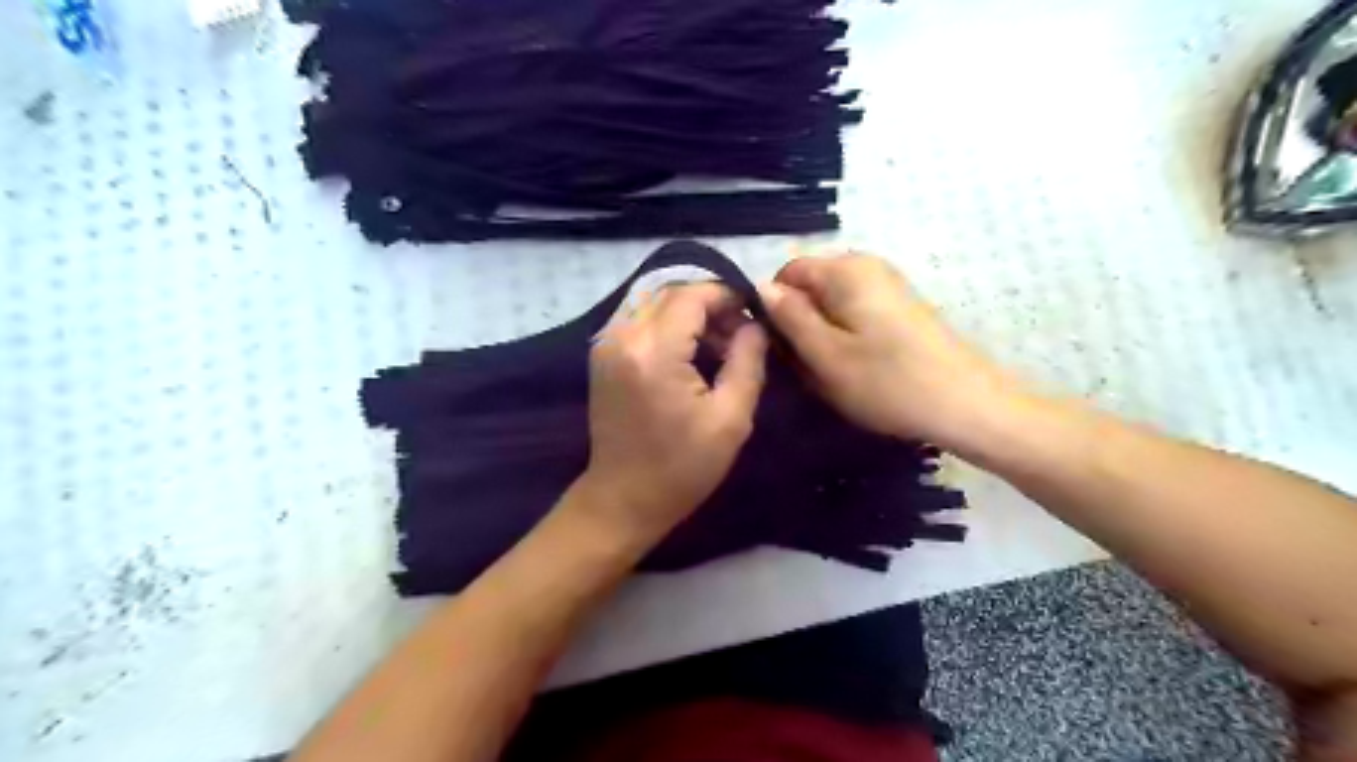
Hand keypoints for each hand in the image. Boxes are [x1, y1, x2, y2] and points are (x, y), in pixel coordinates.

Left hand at [578, 282, 765, 542]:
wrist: (623, 499)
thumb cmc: (681, 468)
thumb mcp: (730, 419)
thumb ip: (747, 361)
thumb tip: (755, 325)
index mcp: (653, 352)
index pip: (692, 296)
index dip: (727, 296)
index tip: (754, 315)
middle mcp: (622, 337)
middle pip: (672, 293)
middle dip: (711, 305)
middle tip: (740, 335)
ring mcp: (606, 344)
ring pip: (655, 303)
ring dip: (690, 315)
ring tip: (719, 346)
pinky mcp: (602, 355)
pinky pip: (641, 320)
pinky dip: (669, 325)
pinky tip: (690, 353)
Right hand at [758, 249, 1023, 452]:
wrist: (968, 406)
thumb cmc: (889, 382)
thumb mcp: (826, 355)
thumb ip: (790, 317)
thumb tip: (762, 288)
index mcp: (845, 269)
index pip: (787, 274)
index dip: (774, 308)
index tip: (780, 349)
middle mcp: (867, 267)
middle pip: (811, 289)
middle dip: (800, 325)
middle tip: (807, 368)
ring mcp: (888, 288)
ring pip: (832, 307)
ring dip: (822, 338)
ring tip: (832, 375)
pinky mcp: (901, 310)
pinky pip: (855, 317)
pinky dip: (846, 341)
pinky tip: (858, 371)